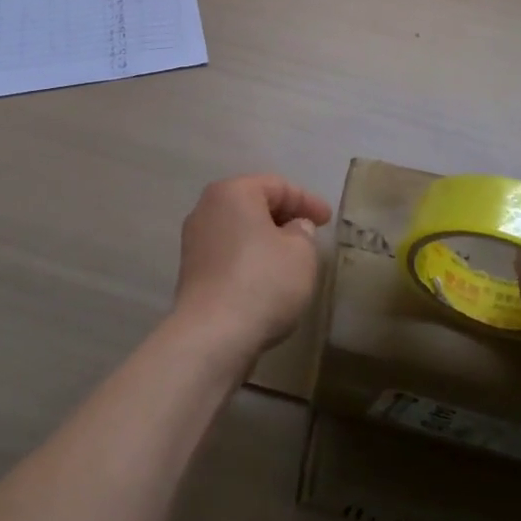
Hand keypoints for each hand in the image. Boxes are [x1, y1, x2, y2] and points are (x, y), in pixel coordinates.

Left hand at [171, 175, 332, 372]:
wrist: (213, 335)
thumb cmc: (263, 282)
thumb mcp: (302, 252)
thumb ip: (303, 232)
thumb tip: (294, 229)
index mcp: (232, 192)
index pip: (277, 185)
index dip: (307, 200)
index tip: (328, 220)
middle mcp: (206, 209)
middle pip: (253, 204)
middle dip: (284, 217)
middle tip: (310, 233)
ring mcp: (195, 241)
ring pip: (239, 230)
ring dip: (265, 239)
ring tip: (291, 257)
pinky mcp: (192, 272)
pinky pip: (229, 254)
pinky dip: (250, 259)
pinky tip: (267, 278)